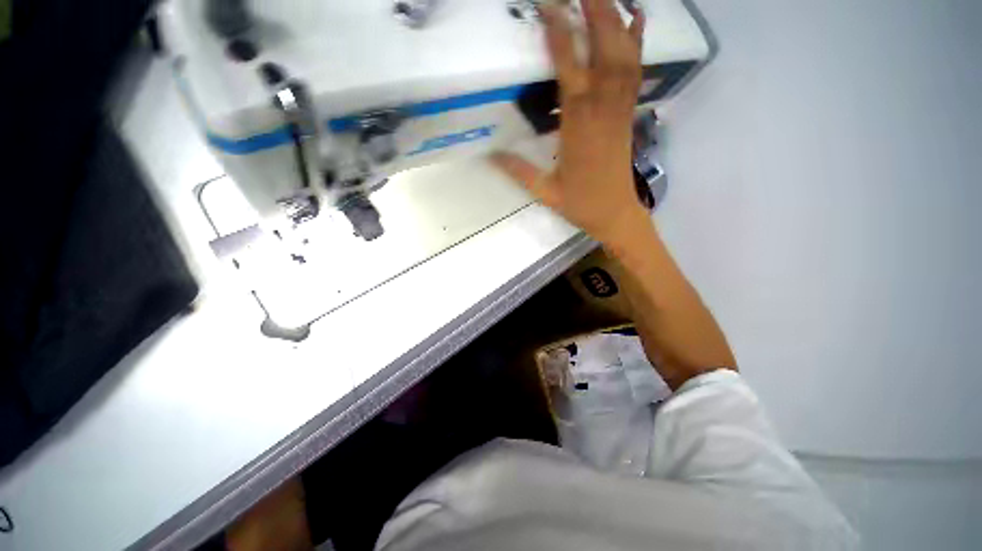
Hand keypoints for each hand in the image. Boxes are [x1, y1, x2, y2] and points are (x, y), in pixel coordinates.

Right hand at [493, 0, 647, 245]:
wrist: (615, 212)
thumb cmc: (580, 204)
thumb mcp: (544, 191)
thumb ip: (518, 171)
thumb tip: (490, 154)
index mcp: (578, 127)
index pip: (569, 68)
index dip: (559, 32)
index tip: (548, 4)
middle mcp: (602, 109)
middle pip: (604, 47)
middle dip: (594, 9)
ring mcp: (620, 108)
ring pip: (623, 53)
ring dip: (614, 17)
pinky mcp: (629, 112)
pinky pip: (637, 70)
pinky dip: (637, 41)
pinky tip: (636, 19)